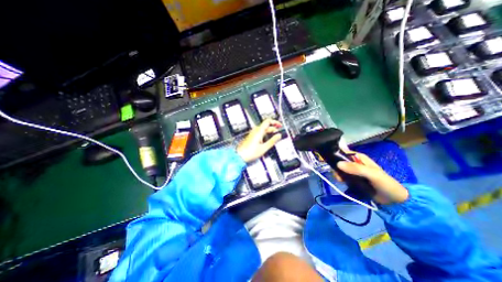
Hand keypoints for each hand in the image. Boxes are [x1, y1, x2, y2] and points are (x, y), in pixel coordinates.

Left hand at [237, 119, 281, 162]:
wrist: (240, 156)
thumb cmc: (249, 153)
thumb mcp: (264, 148)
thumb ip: (272, 141)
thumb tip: (278, 136)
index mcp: (259, 131)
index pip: (268, 121)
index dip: (275, 122)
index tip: (279, 125)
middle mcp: (255, 131)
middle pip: (266, 126)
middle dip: (273, 128)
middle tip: (278, 133)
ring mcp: (252, 134)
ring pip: (263, 130)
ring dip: (269, 132)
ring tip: (274, 137)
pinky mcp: (251, 137)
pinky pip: (259, 133)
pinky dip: (265, 134)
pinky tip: (267, 140)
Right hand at [332, 152, 406, 203]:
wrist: (394, 201)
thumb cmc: (385, 184)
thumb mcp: (372, 174)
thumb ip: (356, 168)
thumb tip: (338, 164)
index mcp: (359, 157)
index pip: (344, 152)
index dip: (335, 155)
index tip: (330, 162)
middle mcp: (355, 162)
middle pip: (340, 161)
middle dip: (336, 167)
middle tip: (337, 175)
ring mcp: (353, 171)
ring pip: (340, 169)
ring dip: (338, 174)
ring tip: (340, 180)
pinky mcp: (353, 179)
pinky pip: (343, 176)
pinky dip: (340, 178)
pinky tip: (342, 182)